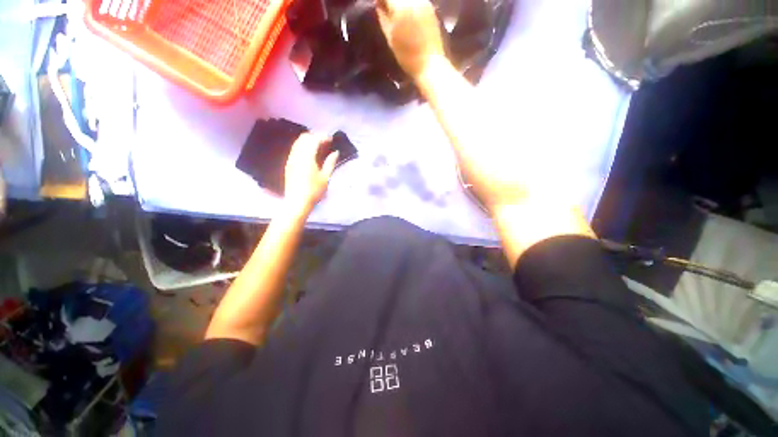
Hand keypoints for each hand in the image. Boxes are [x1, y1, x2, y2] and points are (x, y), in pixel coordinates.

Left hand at [283, 133, 338, 213]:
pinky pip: (295, 149)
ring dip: (308, 141)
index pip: (314, 140)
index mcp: (307, 157)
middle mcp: (297, 155)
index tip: (331, 139)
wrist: (297, 202)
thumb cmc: (314, 191)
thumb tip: (335, 152)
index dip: (323, 137)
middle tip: (325, 141)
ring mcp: (291, 159)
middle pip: (304, 138)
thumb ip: (330, 162)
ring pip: (298, 143)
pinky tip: (310, 153)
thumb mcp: (325, 177)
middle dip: (315, 136)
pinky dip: (303, 146)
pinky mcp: (289, 164)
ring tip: (319, 145)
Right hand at [377, 0, 445, 79]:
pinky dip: (409, 4)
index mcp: (401, 5)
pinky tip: (407, 13)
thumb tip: (378, 3)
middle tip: (385, 9)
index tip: (377, 5)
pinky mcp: (431, 8)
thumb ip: (383, 17)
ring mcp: (425, 2)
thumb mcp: (390, 37)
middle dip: (391, 1)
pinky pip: (416, 1)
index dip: (381, 0)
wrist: (429, 64)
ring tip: (395, 12)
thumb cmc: (407, 55)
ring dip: (400, 2)